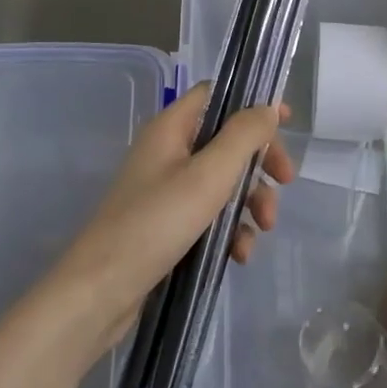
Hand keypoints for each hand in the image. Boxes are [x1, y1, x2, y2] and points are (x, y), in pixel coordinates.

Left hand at [51, 82, 293, 358]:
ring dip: (249, 201)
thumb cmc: (156, 223)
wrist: (100, 291)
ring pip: (222, 181)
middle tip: (285, 183)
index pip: (215, 96)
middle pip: (226, 141)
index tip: (286, 123)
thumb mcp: (209, 175)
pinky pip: (208, 215)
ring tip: (261, 230)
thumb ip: (243, 136)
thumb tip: (268, 107)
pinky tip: (239, 254)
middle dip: (258, 163)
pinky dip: (229, 229)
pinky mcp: (166, 224)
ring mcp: (165, 189)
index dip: (251, 104)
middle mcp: (167, 151)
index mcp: (171, 128)